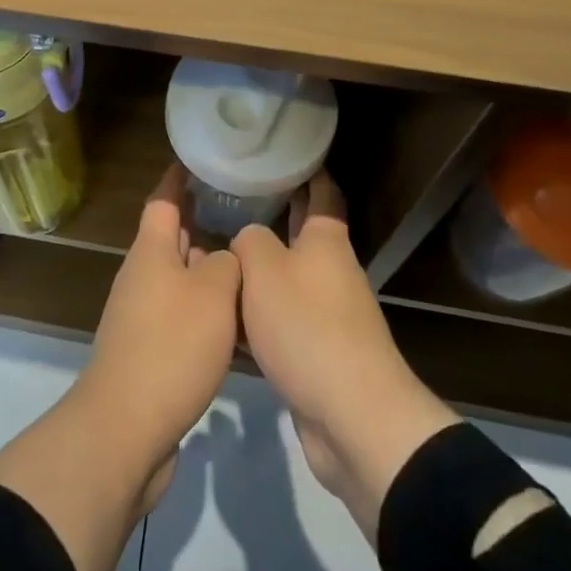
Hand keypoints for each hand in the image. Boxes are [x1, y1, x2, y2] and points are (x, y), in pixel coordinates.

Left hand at [0, 165, 239, 570]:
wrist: (126, 427)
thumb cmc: (171, 346)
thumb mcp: (213, 293)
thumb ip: (228, 263)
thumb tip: (228, 257)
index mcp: (151, 251)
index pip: (164, 200)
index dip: (179, 178)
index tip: (198, 159)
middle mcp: (143, 276)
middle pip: (174, 239)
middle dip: (203, 223)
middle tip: (243, 211)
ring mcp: (144, 315)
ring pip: (182, 280)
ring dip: (211, 272)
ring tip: (251, 266)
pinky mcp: (151, 352)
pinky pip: (184, 317)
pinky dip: (209, 313)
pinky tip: (240, 325)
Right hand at [232, 172, 458, 539]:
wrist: (352, 416)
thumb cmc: (307, 327)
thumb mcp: (264, 269)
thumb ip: (248, 241)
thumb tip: (247, 238)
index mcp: (325, 241)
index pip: (321, 192)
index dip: (307, 171)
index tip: (285, 153)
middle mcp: (331, 270)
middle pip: (300, 235)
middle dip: (273, 218)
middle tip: (233, 200)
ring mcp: (328, 314)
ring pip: (286, 279)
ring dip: (258, 270)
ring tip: (218, 256)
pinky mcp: (318, 353)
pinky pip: (282, 321)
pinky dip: (257, 314)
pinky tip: (226, 316)